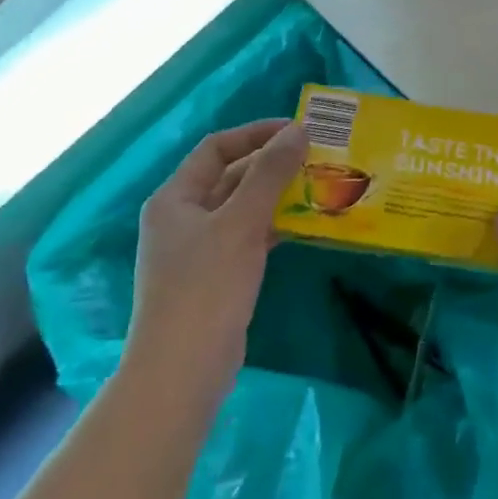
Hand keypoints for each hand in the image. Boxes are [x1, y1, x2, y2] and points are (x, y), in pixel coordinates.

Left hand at [125, 118, 305, 393]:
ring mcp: (199, 249)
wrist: (183, 368)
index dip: (256, 133)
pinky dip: (275, 225)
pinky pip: (249, 236)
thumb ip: (270, 174)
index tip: (299, 130)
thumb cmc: (207, 287)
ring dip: (278, 195)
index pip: (217, 148)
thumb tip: (298, 130)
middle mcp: (183, 217)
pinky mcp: (217, 276)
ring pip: (243, 208)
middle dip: (272, 164)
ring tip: (321, 185)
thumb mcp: (241, 223)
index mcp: (175, 197)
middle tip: (318, 157)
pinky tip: (308, 224)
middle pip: (230, 176)